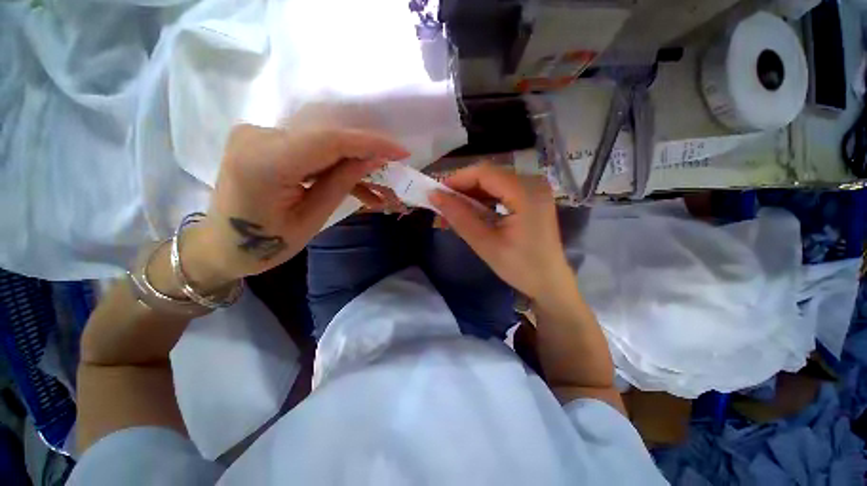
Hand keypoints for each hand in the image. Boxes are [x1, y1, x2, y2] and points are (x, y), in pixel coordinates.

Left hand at [182, 124, 408, 286]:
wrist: (221, 245)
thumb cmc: (264, 245)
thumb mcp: (311, 220)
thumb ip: (341, 184)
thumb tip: (372, 160)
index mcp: (265, 163)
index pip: (329, 141)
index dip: (370, 143)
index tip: (401, 151)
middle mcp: (257, 137)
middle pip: (327, 140)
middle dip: (365, 157)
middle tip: (392, 174)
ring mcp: (258, 136)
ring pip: (321, 147)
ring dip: (351, 167)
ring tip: (376, 191)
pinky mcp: (264, 141)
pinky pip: (309, 151)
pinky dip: (332, 167)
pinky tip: (353, 183)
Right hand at [430, 164, 573, 301]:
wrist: (549, 283)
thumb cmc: (520, 267)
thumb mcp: (485, 243)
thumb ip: (459, 217)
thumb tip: (434, 196)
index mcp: (526, 192)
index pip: (484, 173)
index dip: (457, 180)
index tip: (436, 194)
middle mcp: (534, 183)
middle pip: (489, 175)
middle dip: (462, 189)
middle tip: (442, 205)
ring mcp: (535, 190)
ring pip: (493, 183)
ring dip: (471, 195)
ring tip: (452, 212)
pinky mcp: (532, 199)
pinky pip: (502, 192)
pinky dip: (483, 201)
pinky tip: (471, 213)